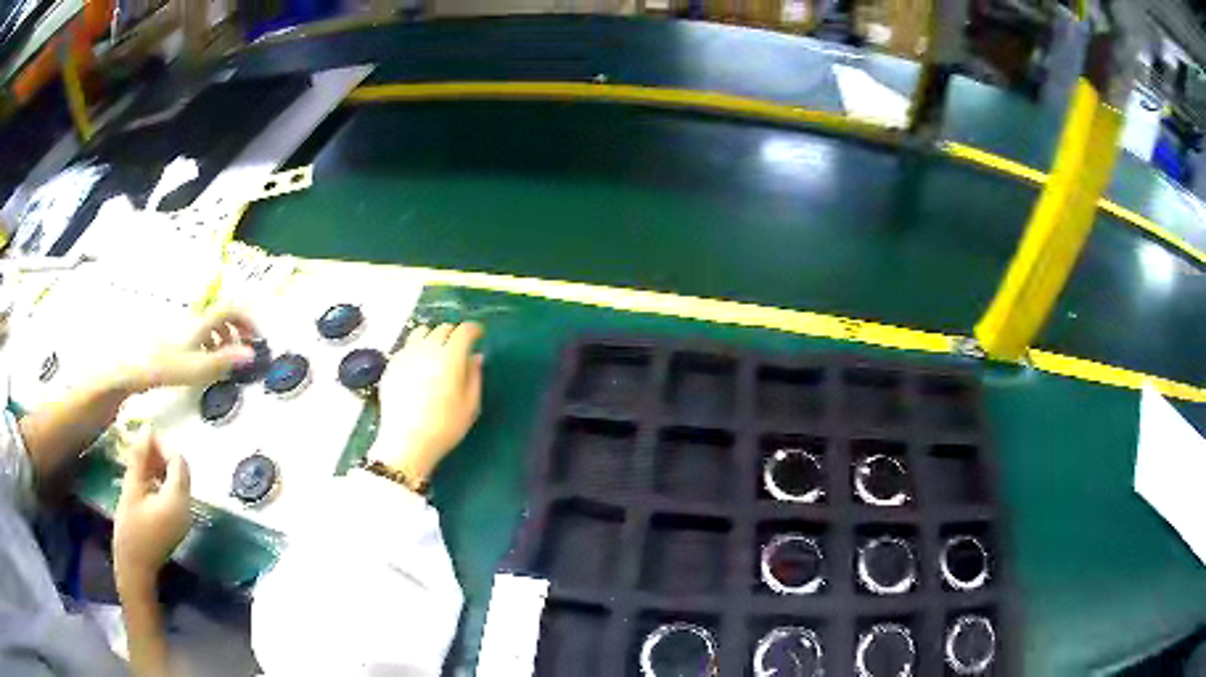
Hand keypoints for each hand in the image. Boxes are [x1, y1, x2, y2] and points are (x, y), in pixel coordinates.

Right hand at [113, 431, 191, 591]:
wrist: (135, 571)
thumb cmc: (131, 532)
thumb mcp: (131, 491)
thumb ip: (140, 460)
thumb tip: (147, 429)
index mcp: (178, 500)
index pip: (178, 461)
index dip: (163, 444)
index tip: (145, 435)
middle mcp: (186, 509)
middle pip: (180, 471)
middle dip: (162, 454)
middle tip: (141, 445)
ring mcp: (183, 519)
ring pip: (176, 482)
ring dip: (160, 467)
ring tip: (139, 459)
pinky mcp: (176, 525)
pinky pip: (173, 495)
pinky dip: (161, 482)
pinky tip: (143, 478)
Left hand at [128, 306, 257, 391]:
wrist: (133, 367)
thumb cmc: (163, 366)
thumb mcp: (196, 368)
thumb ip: (223, 361)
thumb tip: (251, 354)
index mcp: (202, 325)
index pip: (231, 309)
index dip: (248, 319)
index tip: (257, 337)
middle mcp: (195, 323)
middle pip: (223, 316)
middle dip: (239, 330)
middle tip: (246, 350)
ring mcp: (185, 331)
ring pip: (212, 326)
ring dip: (226, 339)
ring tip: (228, 360)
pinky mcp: (178, 341)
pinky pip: (201, 336)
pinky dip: (212, 346)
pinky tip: (207, 363)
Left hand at [373, 322, 483, 484]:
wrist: (406, 443)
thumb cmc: (444, 427)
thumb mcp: (470, 405)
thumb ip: (475, 376)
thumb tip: (476, 357)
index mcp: (450, 357)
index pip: (464, 331)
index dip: (474, 329)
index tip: (479, 335)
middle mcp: (427, 349)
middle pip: (443, 328)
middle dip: (454, 334)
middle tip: (460, 347)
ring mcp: (406, 355)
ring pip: (422, 332)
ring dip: (434, 336)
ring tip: (437, 351)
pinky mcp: (391, 365)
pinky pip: (407, 346)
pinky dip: (417, 348)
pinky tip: (419, 365)